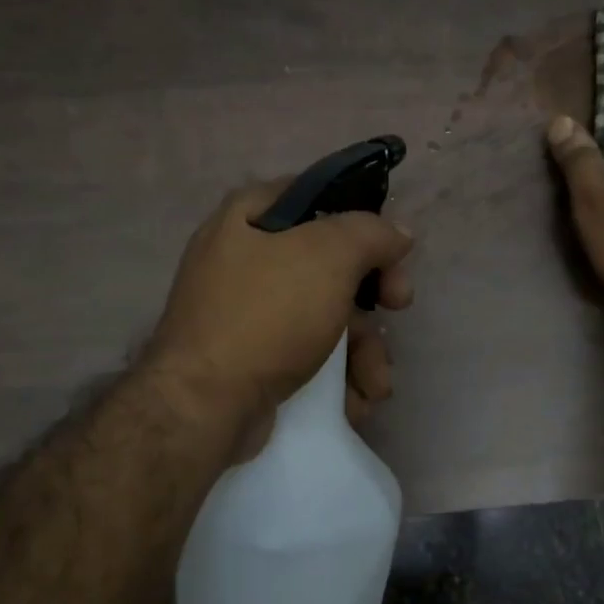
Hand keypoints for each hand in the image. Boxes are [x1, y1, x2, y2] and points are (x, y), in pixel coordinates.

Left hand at [146, 179, 414, 447]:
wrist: (205, 405)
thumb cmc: (267, 314)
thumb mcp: (327, 257)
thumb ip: (369, 233)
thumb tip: (397, 234)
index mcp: (247, 218)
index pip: (315, 197)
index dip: (359, 217)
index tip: (390, 246)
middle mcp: (244, 260)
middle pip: (329, 264)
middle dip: (373, 294)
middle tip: (399, 304)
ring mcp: (248, 315)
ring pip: (327, 319)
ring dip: (363, 350)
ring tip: (375, 381)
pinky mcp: (254, 362)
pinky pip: (308, 358)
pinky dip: (337, 379)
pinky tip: (354, 402)